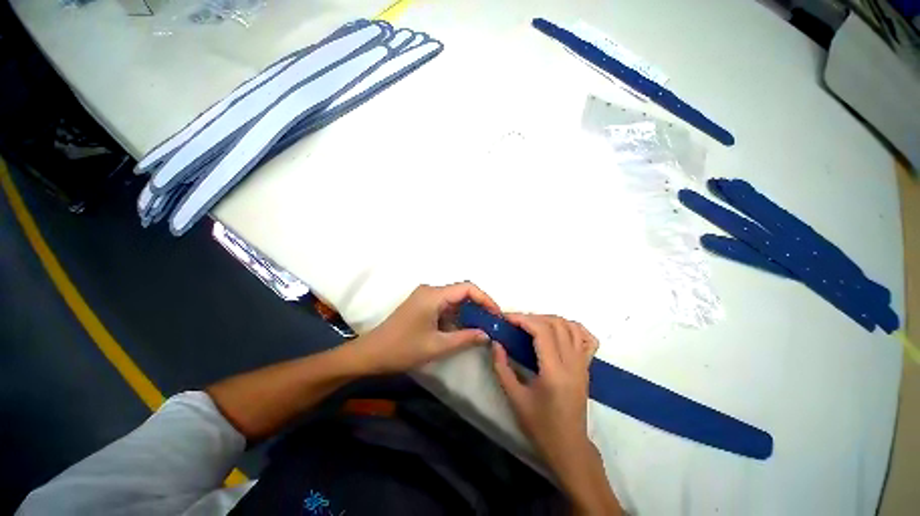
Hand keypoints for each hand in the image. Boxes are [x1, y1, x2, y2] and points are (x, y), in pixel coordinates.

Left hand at [351, 282, 498, 373]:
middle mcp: (430, 290)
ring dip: (468, 311)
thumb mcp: (437, 346)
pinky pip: (445, 305)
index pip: (467, 288)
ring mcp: (425, 297)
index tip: (496, 315)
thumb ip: (465, 338)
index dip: (485, 299)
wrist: (371, 354)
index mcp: (433, 295)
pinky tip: (463, 328)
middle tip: (492, 323)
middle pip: (461, 292)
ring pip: (454, 299)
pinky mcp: (422, 305)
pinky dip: (457, 315)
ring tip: (482, 327)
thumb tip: (487, 334)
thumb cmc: (402, 349)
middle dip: (479, 305)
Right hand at [492, 314, 598, 472]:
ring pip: (571, 327)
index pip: (542, 332)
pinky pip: (587, 338)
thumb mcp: (514, 398)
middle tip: (515, 322)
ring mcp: (583, 364)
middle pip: (556, 324)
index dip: (523, 319)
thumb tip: (495, 342)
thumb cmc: (540, 426)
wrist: (569, 446)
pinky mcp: (587, 367)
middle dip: (533, 317)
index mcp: (554, 372)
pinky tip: (559, 330)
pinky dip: (574, 327)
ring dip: (550, 319)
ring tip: (533, 325)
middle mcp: (572, 363)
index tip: (507, 318)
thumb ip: (501, 367)